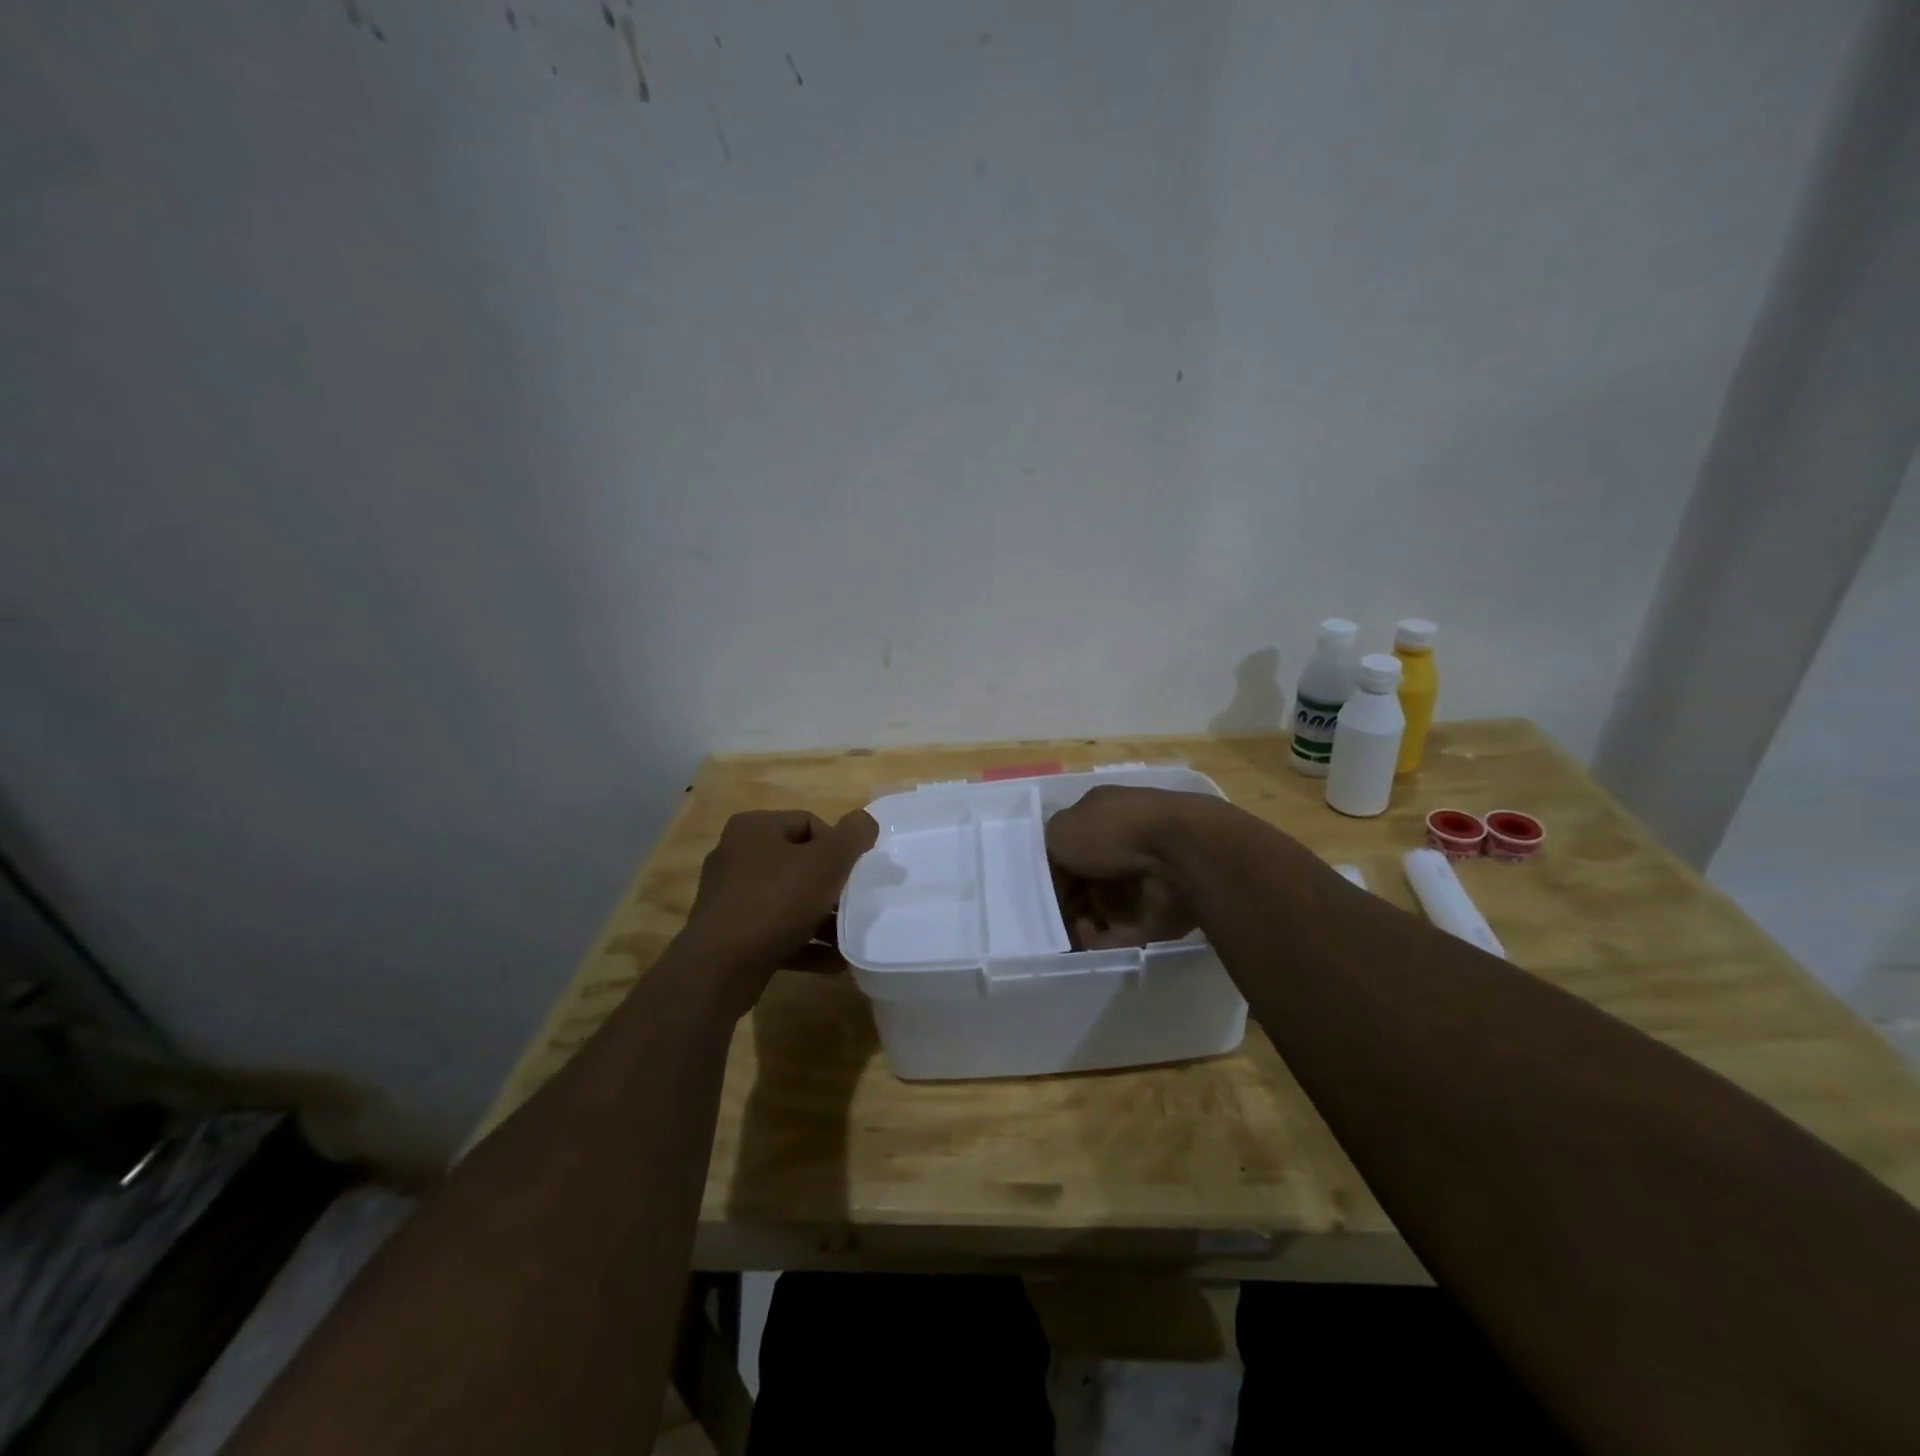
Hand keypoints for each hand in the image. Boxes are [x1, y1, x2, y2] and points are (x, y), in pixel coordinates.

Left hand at [683, 809, 878, 989]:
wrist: (720, 969)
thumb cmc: (776, 902)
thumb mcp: (826, 862)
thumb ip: (853, 835)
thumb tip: (865, 822)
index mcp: (754, 828)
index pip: (810, 823)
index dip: (838, 847)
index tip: (852, 876)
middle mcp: (736, 855)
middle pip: (800, 862)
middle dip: (831, 886)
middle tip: (852, 906)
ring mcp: (730, 896)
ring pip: (789, 899)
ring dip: (821, 918)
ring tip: (846, 937)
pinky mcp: (730, 933)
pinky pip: (776, 929)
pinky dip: (804, 941)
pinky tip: (832, 960)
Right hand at [1045, 786, 1203, 948]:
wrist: (1177, 853)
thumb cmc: (1111, 832)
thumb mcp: (1060, 829)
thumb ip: (1049, 851)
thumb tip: (1058, 874)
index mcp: (1103, 816)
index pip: (1071, 847)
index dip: (1053, 871)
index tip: (1039, 891)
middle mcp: (1125, 845)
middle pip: (1087, 881)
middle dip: (1067, 902)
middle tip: (1051, 918)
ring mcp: (1145, 880)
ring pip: (1104, 910)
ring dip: (1082, 924)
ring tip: (1073, 930)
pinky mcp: (1160, 914)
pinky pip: (1125, 933)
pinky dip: (1104, 941)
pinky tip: (1091, 939)